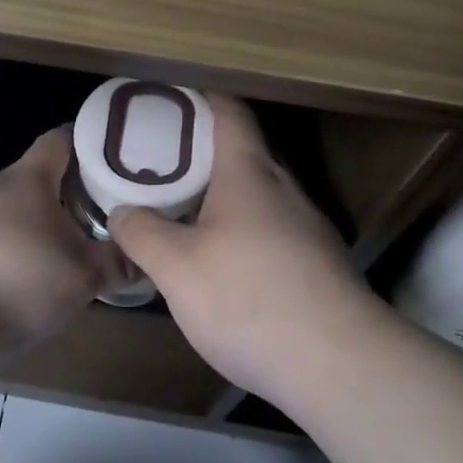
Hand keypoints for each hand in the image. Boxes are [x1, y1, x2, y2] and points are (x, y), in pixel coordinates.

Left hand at [0, 126, 116, 347]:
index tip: (111, 154)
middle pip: (32, 180)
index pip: (60, 140)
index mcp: (28, 179)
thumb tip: (142, 258)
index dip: (86, 141)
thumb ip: (115, 265)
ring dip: (28, 229)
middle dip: (62, 197)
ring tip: (52, 259)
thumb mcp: (81, 277)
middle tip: (92, 219)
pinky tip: (7, 287)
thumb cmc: (15, 277)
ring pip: (4, 213)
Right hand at [110, 95, 375, 397]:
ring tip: (184, 209)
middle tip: (160, 161)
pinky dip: (243, 229)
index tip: (170, 97)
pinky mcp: (319, 264)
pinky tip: (224, 262)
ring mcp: (308, 227)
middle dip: (203, 151)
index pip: (229, 113)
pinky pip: (273, 229)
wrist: (339, 365)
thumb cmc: (248, 298)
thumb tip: (123, 211)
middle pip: (244, 152)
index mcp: (249, 173)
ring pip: (259, 195)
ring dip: (223, 195)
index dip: (201, 97)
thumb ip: (143, 233)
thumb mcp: (177, 267)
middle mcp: (284, 189)